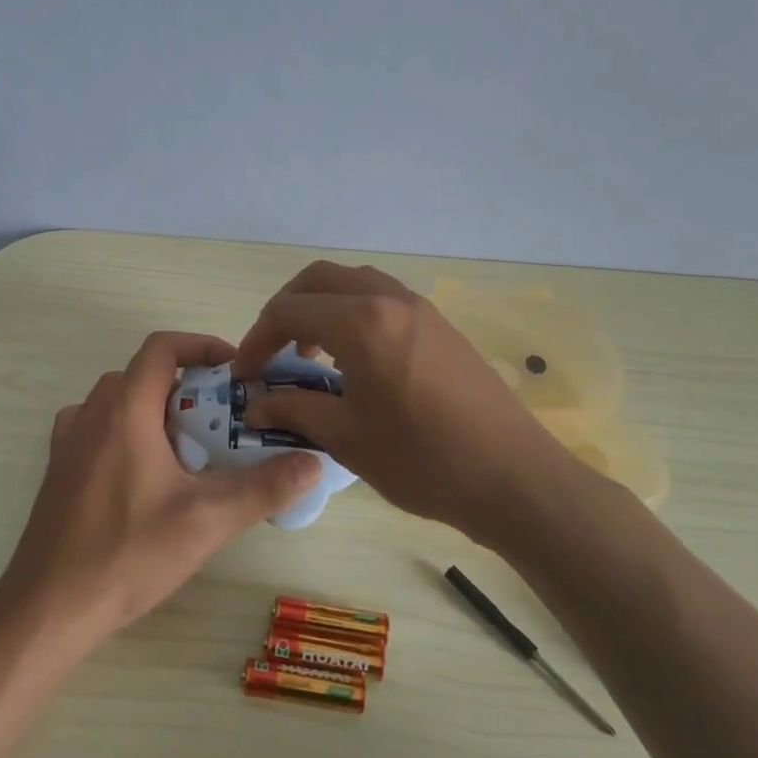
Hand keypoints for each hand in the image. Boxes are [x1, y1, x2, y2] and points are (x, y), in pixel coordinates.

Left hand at [0, 331, 322, 647]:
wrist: (49, 606)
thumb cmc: (127, 553)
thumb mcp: (206, 521)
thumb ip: (263, 487)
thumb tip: (313, 462)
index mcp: (124, 410)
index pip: (161, 348)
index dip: (200, 345)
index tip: (235, 370)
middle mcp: (90, 414)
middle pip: (142, 374)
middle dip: (186, 385)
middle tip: (222, 419)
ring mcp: (68, 442)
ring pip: (118, 402)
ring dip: (155, 409)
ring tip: (189, 447)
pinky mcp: (58, 470)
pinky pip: (97, 429)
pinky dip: (127, 432)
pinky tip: (146, 474)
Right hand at [233, 262, 583, 538]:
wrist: (513, 478)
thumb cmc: (422, 460)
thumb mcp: (346, 438)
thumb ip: (293, 410)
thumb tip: (255, 404)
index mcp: (361, 322)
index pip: (289, 311)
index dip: (256, 339)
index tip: (244, 374)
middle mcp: (389, 300)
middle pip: (319, 279)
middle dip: (285, 308)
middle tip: (271, 351)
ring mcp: (420, 309)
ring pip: (354, 282)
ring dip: (321, 306)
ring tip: (310, 354)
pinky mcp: (440, 325)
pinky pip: (382, 298)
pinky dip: (352, 312)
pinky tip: (353, 359)